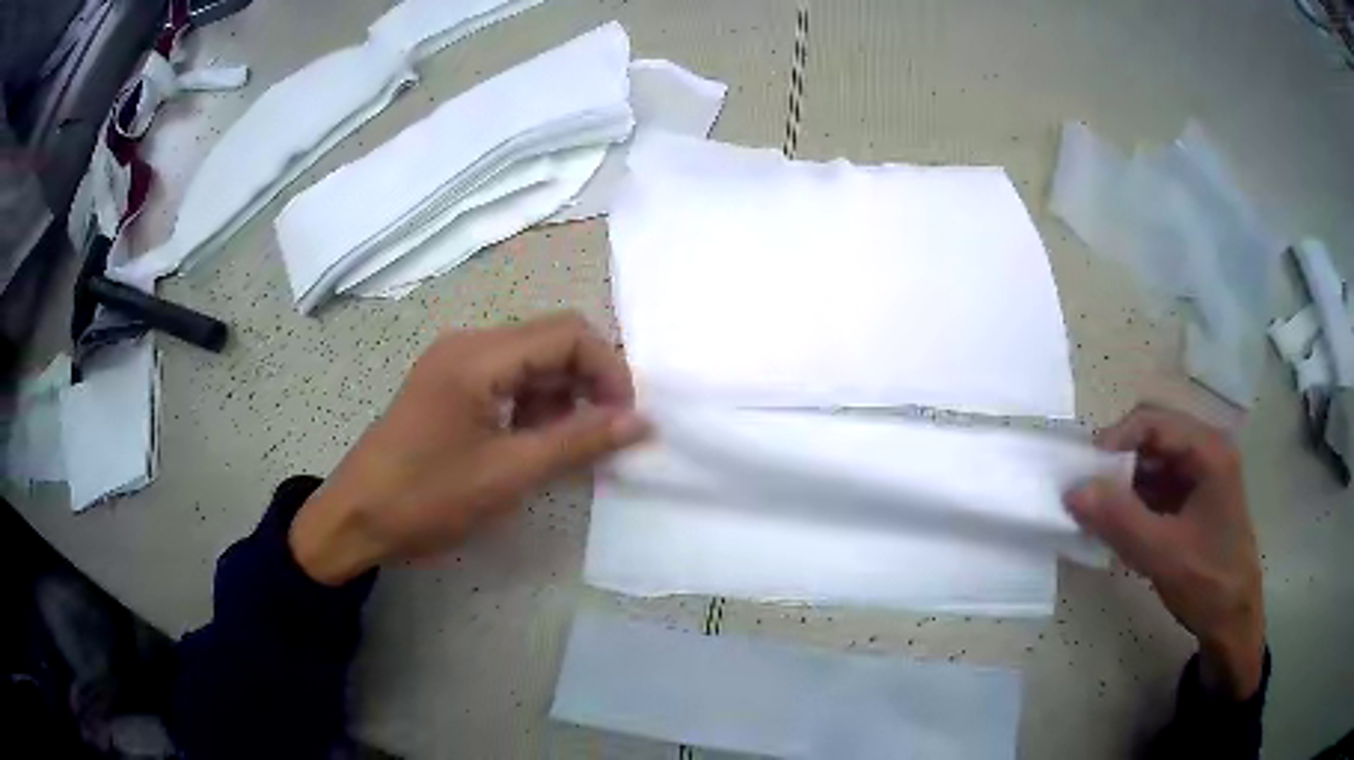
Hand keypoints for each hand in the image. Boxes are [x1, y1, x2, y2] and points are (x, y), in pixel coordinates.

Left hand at [289, 313, 647, 585]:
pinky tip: (534, 442)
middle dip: (589, 382)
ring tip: (568, 446)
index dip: (609, 371)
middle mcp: (469, 344)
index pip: (568, 334)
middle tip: (605, 434)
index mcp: (479, 356)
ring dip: (562, 395)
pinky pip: (507, 378)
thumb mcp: (508, 474)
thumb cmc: (427, 498)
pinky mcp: (448, 385)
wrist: (356, 518)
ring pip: (532, 360)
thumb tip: (640, 421)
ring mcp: (455, 363)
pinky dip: (533, 404)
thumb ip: (579, 442)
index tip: (626, 421)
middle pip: (551, 339)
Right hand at [1064, 404, 1264, 699]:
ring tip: (1098, 516)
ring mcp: (1200, 476)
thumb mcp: (1162, 553)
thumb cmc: (1207, 582)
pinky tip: (1118, 529)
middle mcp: (1205, 452)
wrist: (1232, 621)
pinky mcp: (1193, 500)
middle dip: (1117, 463)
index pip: (1153, 421)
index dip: (1114, 440)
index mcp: (1208, 450)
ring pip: (1152, 463)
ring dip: (1123, 485)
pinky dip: (1134, 503)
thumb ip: (1119, 519)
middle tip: (1087, 495)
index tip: (1082, 475)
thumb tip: (1072, 490)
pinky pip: (1157, 487)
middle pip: (1152, 438)